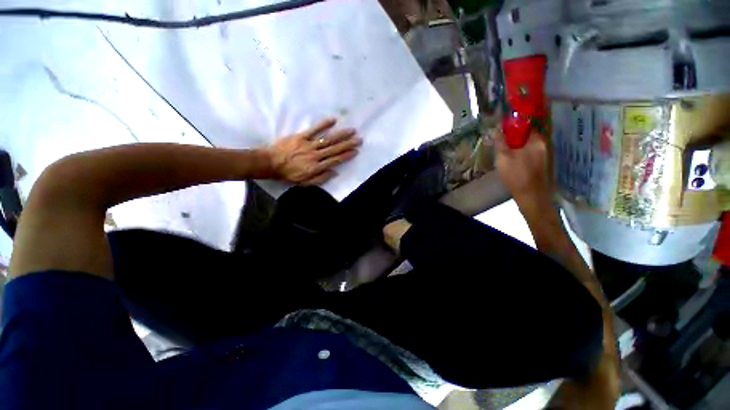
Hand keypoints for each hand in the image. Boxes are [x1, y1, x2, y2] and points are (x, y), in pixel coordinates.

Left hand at [266, 118, 360, 184]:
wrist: (270, 163)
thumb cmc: (288, 174)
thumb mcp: (305, 182)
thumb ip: (320, 178)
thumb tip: (335, 172)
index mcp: (316, 167)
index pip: (335, 160)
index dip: (346, 156)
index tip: (356, 151)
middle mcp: (315, 155)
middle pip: (334, 149)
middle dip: (348, 144)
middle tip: (359, 139)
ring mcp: (308, 145)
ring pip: (328, 139)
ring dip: (341, 135)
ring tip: (351, 131)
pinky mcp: (301, 136)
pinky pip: (314, 129)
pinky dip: (323, 124)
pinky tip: (333, 120)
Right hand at [494, 129, 551, 210]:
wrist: (531, 196)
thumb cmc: (516, 175)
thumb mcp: (503, 157)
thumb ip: (499, 142)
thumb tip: (494, 129)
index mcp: (536, 140)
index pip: (524, 124)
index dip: (510, 125)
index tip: (498, 129)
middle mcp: (542, 144)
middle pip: (525, 135)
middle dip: (511, 137)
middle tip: (498, 143)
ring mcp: (542, 154)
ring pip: (525, 145)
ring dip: (514, 146)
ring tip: (502, 152)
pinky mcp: (540, 164)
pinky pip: (527, 153)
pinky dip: (518, 154)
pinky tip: (510, 161)